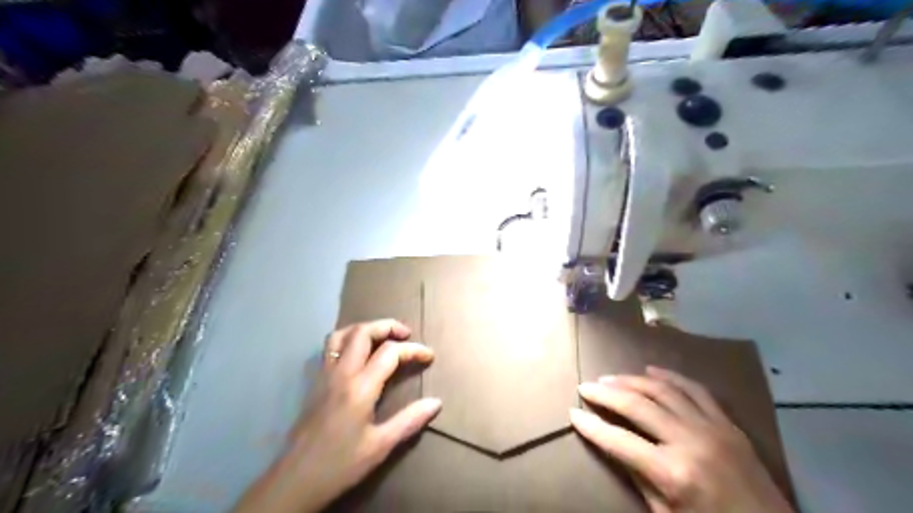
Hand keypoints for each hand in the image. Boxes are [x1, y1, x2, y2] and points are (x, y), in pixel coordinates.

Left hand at [233, 319, 436, 510]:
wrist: (294, 480)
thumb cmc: (340, 464)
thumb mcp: (380, 446)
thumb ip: (410, 421)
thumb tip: (436, 403)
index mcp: (360, 388)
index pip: (390, 352)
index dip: (413, 350)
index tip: (429, 356)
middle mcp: (341, 373)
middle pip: (363, 332)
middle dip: (388, 326)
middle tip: (406, 334)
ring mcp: (324, 375)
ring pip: (342, 334)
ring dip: (365, 328)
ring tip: (382, 337)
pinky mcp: (315, 381)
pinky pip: (330, 347)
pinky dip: (348, 339)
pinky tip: (358, 354)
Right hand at [568, 366, 793, 511]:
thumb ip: (639, 477)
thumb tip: (614, 445)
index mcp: (673, 473)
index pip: (619, 441)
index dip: (592, 427)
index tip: (573, 413)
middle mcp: (690, 442)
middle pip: (637, 406)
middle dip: (605, 394)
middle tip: (585, 386)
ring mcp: (712, 428)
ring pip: (662, 390)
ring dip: (631, 380)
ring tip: (609, 378)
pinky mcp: (728, 423)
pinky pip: (695, 390)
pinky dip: (670, 377)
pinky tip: (651, 370)